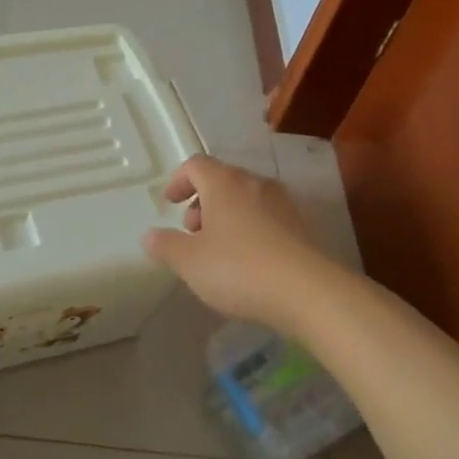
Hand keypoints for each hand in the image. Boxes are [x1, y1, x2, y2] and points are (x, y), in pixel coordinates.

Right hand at [142, 154, 333, 337]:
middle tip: (192, 232)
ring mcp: (283, 204)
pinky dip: (250, 230)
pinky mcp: (302, 228)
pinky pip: (266, 219)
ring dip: (226, 217)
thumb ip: (166, 245)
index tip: (170, 203)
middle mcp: (255, 184)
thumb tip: (150, 236)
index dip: (178, 181)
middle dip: (202, 202)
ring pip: (246, 199)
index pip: (195, 165)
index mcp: (224, 182)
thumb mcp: (189, 261)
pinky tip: (247, 262)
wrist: (308, 292)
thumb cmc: (238, 268)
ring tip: (218, 250)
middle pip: (222, 180)